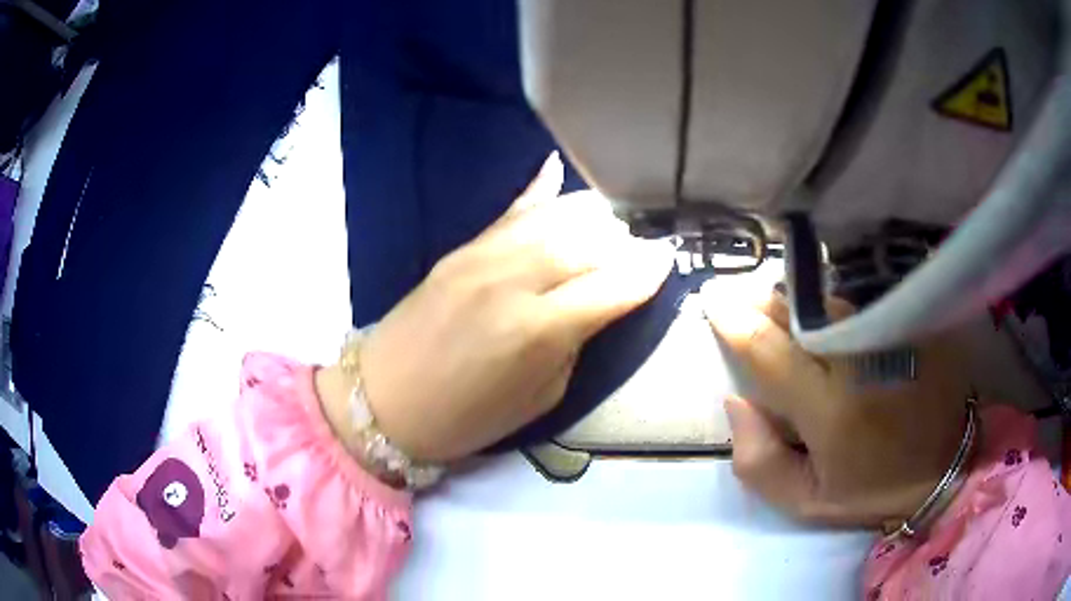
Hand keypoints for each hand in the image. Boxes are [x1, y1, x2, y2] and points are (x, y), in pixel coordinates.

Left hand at [326, 153, 674, 461]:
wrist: (383, 400)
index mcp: (539, 330)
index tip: (668, 258)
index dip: (648, 270)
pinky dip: (541, 193)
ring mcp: (484, 255)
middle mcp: (516, 279)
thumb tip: (599, 305)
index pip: (614, 284)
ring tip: (614, 221)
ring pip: (556, 217)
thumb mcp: (540, 399)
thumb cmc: (466, 418)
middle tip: (644, 244)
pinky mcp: (461, 248)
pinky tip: (558, 173)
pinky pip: (512, 211)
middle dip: (626, 240)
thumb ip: (575, 344)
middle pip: (590, 240)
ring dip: (593, 216)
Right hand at [706, 291, 971, 527]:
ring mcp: (891, 334)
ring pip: (829, 303)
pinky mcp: (913, 323)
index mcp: (829, 408)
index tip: (713, 301)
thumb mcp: (807, 502)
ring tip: (780, 303)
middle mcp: (859, 360)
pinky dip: (836, 306)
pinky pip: (862, 303)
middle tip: (741, 295)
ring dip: (799, 302)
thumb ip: (760, 461)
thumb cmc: (873, 490)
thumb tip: (736, 403)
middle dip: (763, 301)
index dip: (736, 322)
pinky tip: (826, 314)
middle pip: (798, 314)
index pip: (769, 351)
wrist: (946, 468)